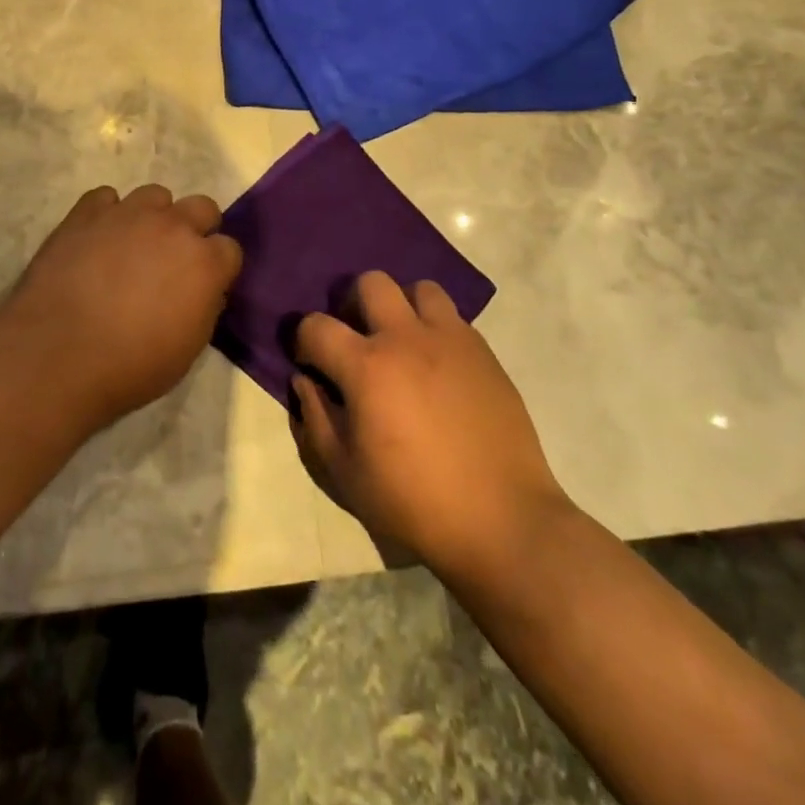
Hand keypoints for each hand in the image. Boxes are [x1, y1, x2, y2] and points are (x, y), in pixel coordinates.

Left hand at [0, 184, 242, 431]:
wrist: (58, 355)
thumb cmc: (130, 366)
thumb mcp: (187, 350)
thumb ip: (203, 308)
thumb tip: (204, 290)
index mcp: (204, 263)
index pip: (230, 249)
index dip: (218, 267)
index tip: (204, 285)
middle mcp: (173, 226)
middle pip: (202, 207)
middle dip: (194, 229)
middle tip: (173, 260)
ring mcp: (128, 214)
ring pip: (155, 195)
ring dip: (152, 216)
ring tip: (132, 245)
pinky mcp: (86, 212)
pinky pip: (106, 198)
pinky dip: (107, 215)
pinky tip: (96, 240)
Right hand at [289, 272, 571, 578]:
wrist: (501, 521)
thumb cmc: (413, 501)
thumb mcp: (344, 472)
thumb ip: (315, 418)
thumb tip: (304, 381)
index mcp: (366, 366)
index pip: (316, 326)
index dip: (303, 341)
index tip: (310, 364)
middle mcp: (406, 338)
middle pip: (371, 283)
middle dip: (353, 304)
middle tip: (357, 340)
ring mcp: (451, 340)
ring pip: (420, 289)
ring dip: (402, 306)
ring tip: (402, 342)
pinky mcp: (484, 353)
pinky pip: (454, 318)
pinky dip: (436, 329)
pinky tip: (437, 367)